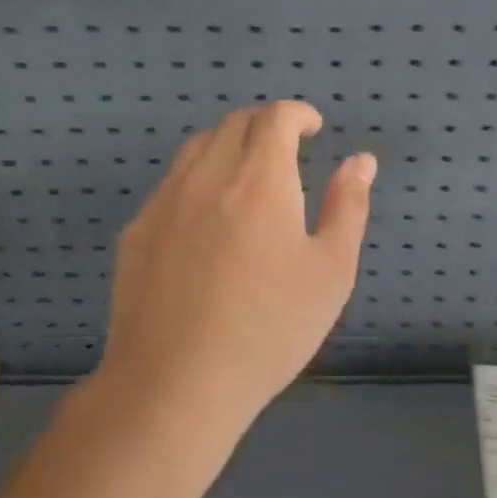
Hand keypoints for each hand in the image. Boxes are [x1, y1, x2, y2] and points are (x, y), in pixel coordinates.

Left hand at [99, 100, 376, 429]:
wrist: (176, 383)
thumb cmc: (269, 329)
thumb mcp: (330, 271)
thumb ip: (348, 207)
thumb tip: (360, 161)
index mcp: (258, 180)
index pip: (275, 118)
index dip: (298, 114)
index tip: (313, 128)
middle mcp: (207, 176)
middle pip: (234, 124)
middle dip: (265, 125)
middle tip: (287, 150)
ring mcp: (164, 202)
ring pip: (196, 148)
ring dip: (228, 146)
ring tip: (247, 177)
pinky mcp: (136, 231)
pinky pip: (170, 185)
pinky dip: (197, 180)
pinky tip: (206, 222)